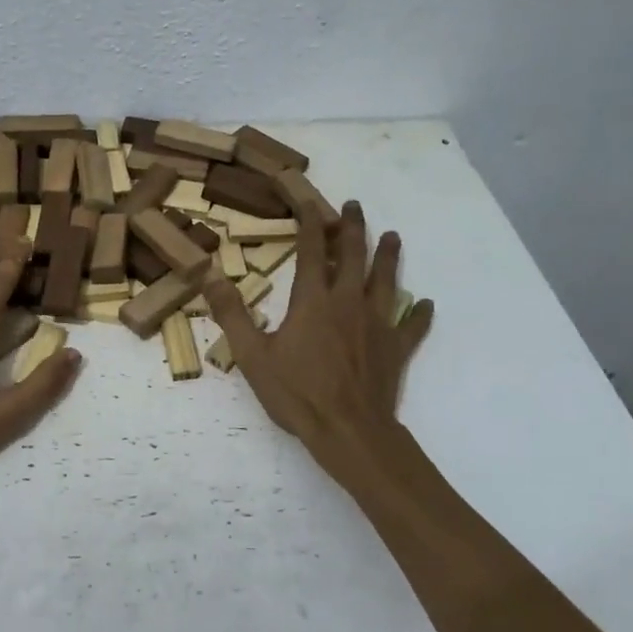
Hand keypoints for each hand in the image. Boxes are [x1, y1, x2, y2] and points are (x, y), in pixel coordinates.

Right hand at [206, 201, 432, 484]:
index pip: (312, 250)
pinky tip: (424, 303)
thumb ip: (232, 312)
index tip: (311, 201)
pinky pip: (412, 325)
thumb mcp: (252, 355)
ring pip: (387, 280)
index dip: (311, 222)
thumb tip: (208, 273)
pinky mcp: (396, 348)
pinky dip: (418, 313)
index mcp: (313, 300)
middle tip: (355, 206)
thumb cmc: (298, 393)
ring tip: (393, 236)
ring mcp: (377, 324)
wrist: (349, 430)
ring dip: (389, 256)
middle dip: (353, 227)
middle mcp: (349, 302)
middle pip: (354, 256)